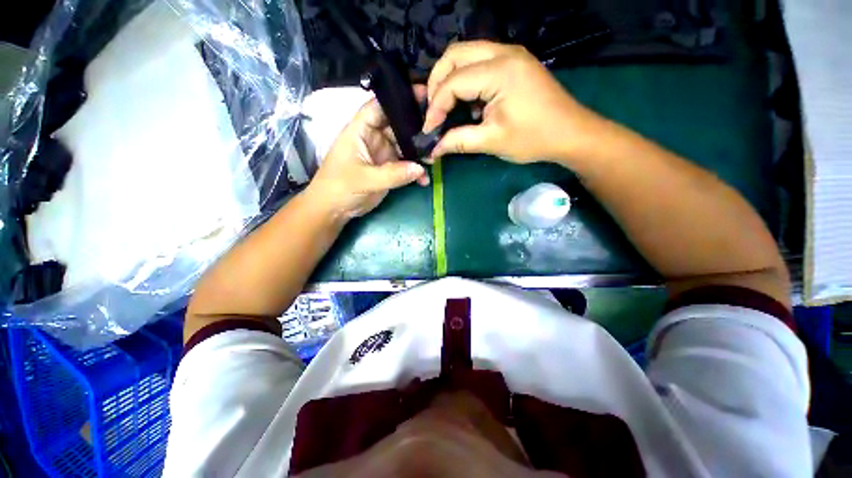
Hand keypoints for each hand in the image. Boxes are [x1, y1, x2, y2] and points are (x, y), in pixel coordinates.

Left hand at [308, 91, 429, 219]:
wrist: (335, 210)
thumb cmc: (340, 188)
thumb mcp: (364, 179)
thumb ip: (392, 174)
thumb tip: (420, 168)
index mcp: (361, 130)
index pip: (379, 107)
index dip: (398, 99)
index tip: (422, 94)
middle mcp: (374, 138)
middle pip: (397, 125)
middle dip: (416, 127)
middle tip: (438, 129)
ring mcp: (383, 154)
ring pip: (405, 146)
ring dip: (419, 152)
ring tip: (434, 157)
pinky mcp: (389, 169)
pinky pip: (406, 166)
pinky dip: (415, 172)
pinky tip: (424, 179)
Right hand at [423, 41, 602, 162]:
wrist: (571, 133)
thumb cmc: (534, 138)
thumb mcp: (492, 142)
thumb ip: (458, 141)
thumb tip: (432, 150)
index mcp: (500, 71)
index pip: (453, 82)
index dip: (436, 107)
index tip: (429, 130)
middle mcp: (504, 52)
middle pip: (455, 55)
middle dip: (437, 83)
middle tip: (433, 111)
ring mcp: (511, 54)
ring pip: (466, 54)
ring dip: (450, 78)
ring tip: (444, 106)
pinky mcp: (514, 63)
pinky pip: (480, 62)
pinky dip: (466, 79)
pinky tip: (468, 102)